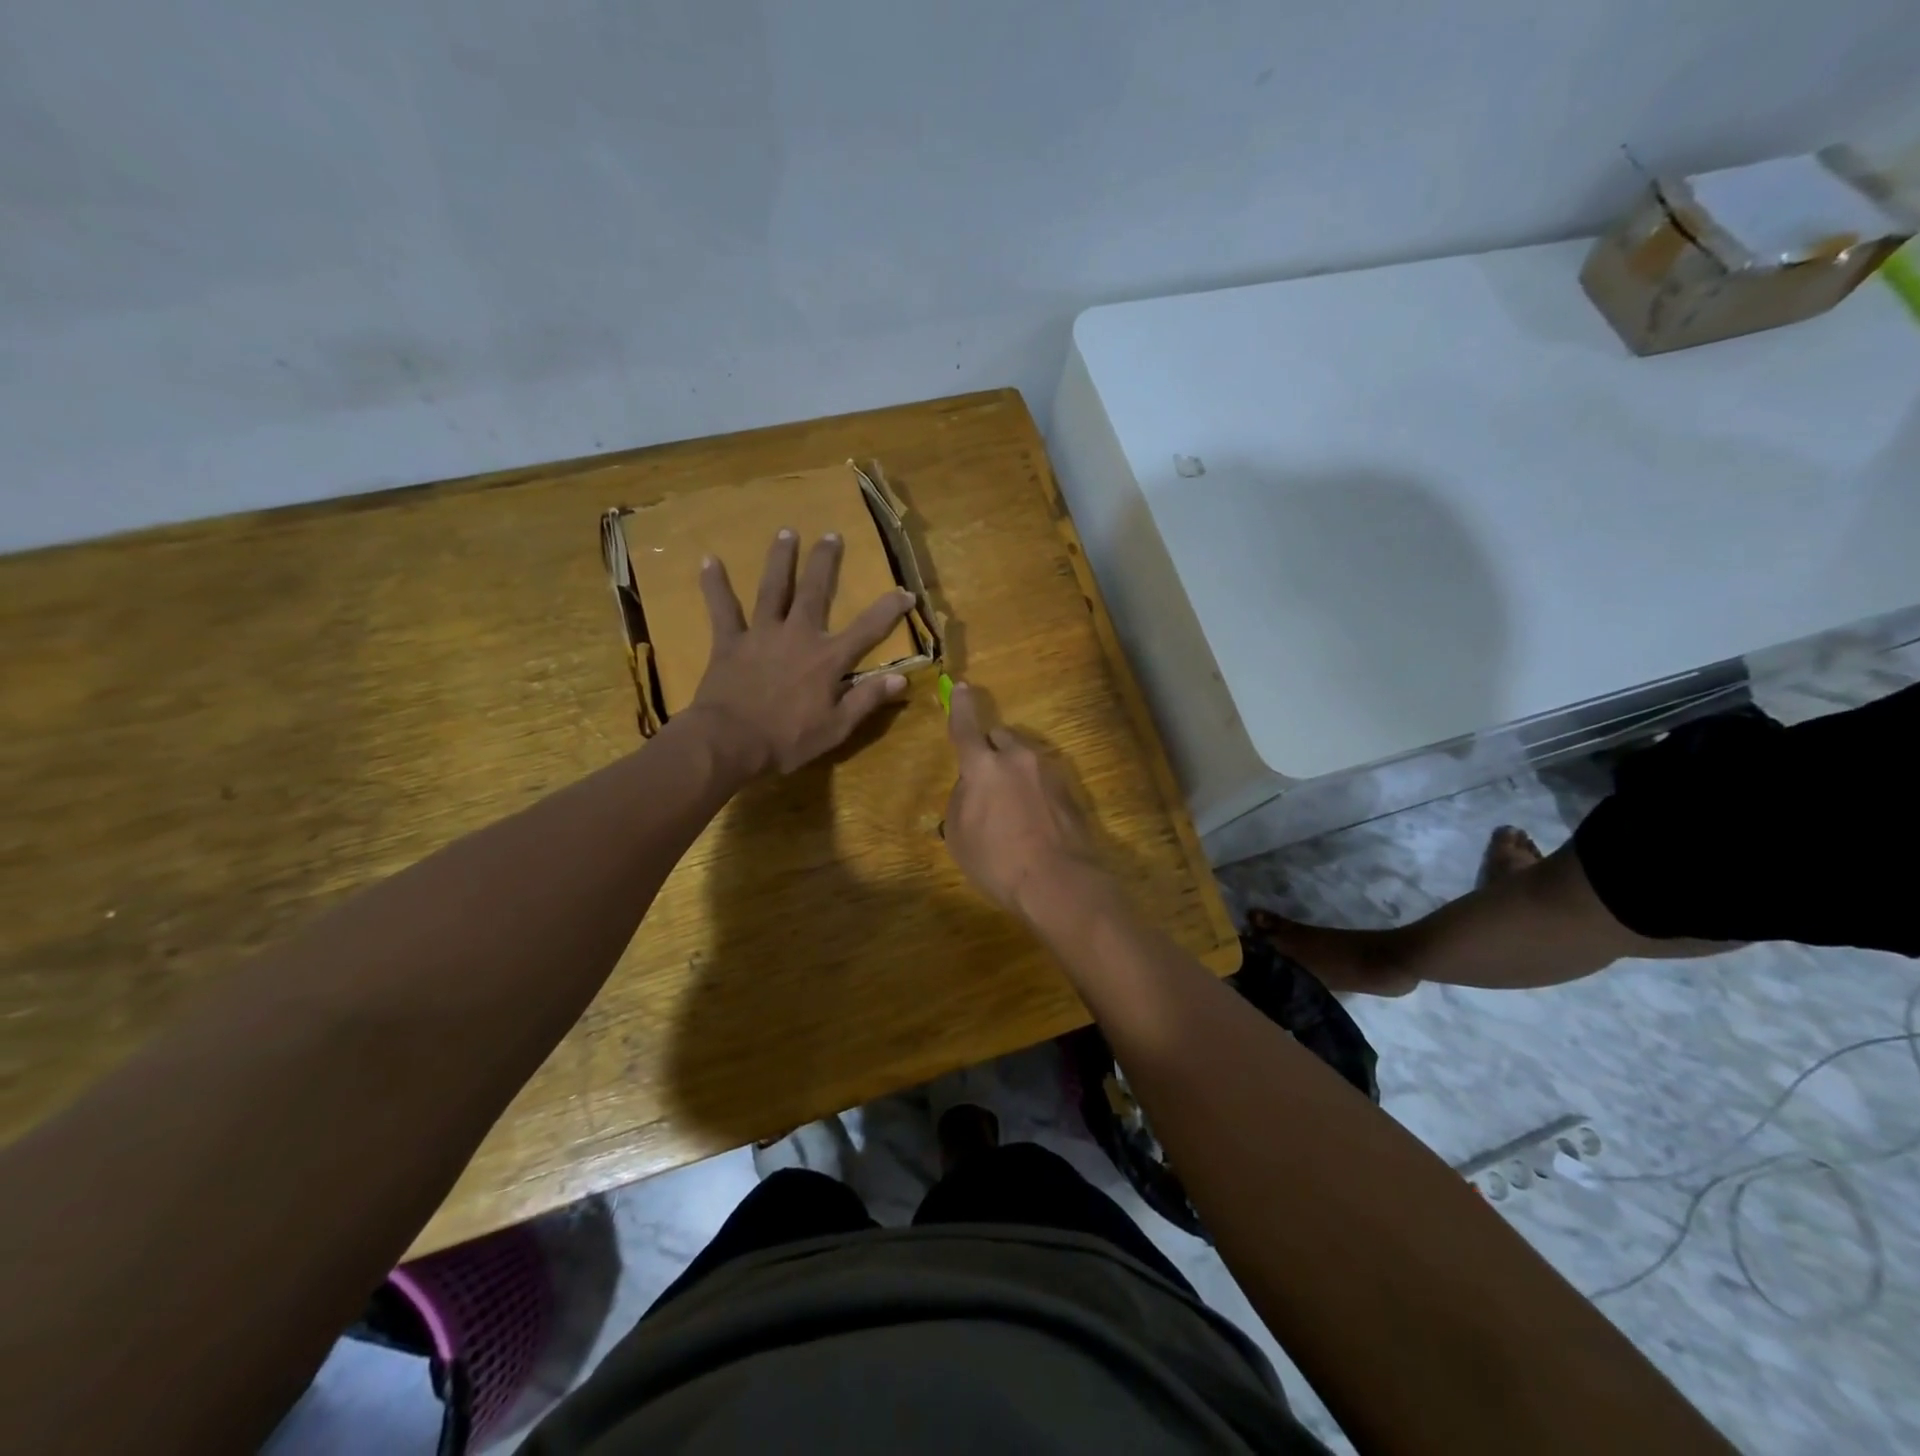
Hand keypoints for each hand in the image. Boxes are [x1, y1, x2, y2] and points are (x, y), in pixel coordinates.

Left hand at [685, 529, 913, 774]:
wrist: (729, 742)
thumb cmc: (787, 739)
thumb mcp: (837, 728)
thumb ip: (868, 699)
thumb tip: (901, 679)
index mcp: (828, 658)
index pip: (868, 629)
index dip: (889, 609)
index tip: (906, 592)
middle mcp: (798, 635)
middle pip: (815, 591)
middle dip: (826, 562)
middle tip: (831, 535)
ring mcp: (762, 634)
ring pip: (773, 589)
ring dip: (780, 559)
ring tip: (786, 532)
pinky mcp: (730, 642)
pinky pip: (722, 608)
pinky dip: (715, 585)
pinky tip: (709, 560)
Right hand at [943, 682, 1111, 922]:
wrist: (1059, 882)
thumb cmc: (998, 861)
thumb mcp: (959, 836)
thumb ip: (961, 800)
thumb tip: (971, 788)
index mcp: (984, 767)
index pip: (966, 727)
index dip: (962, 707)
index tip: (962, 687)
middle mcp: (1018, 759)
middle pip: (1000, 738)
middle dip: (990, 750)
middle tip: (985, 781)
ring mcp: (1049, 772)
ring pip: (1024, 758)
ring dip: (1014, 771)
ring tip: (1011, 808)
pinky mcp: (1071, 790)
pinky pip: (1043, 779)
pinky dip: (1034, 790)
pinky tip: (1033, 820)